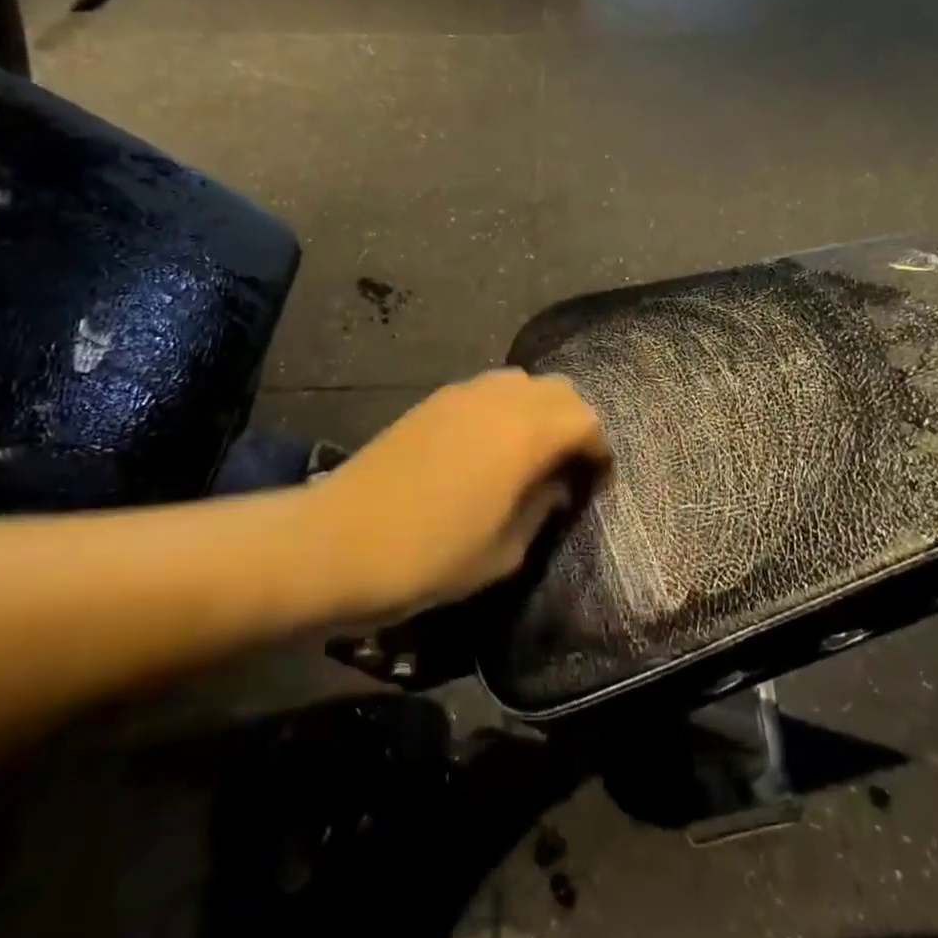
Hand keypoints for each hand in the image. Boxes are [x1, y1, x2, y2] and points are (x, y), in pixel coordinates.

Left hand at [306, 369, 609, 619]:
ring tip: (532, 451)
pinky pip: (489, 388)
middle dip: (575, 422)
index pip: (586, 421)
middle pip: (560, 390)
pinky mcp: (434, 400)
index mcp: (526, 434)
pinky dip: (506, 407)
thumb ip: (542, 509)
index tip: (597, 480)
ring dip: (540, 409)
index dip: (599, 449)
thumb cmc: (430, 556)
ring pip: (523, 381)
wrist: (338, 541)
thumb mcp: (503, 551)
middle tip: (570, 464)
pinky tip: (490, 446)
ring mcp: (463, 393)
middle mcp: (500, 399)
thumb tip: (557, 485)